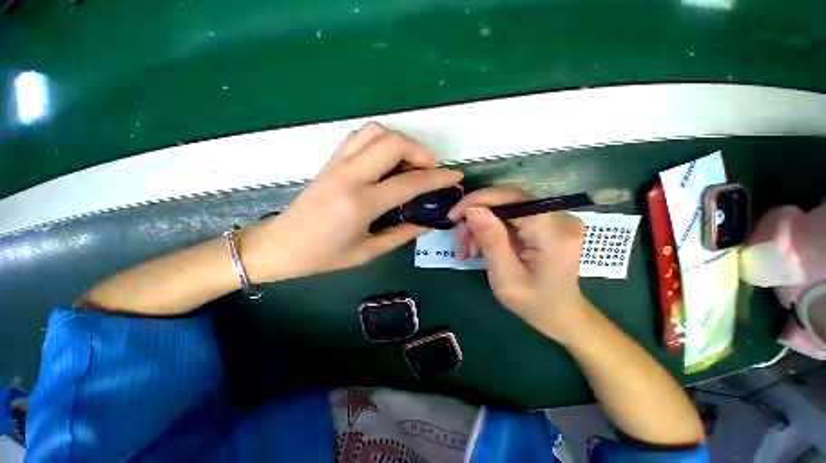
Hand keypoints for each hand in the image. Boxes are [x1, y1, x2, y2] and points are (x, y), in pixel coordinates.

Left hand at [242, 123, 463, 281]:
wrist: (280, 245)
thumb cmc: (324, 255)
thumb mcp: (367, 252)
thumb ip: (401, 234)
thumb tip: (426, 222)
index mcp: (360, 203)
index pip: (409, 183)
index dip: (437, 178)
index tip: (455, 176)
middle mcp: (349, 176)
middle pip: (393, 143)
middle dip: (420, 152)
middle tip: (428, 170)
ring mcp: (337, 163)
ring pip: (376, 132)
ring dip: (400, 142)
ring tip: (408, 164)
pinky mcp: (330, 160)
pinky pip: (359, 137)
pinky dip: (380, 141)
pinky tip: (385, 161)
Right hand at [448, 185, 590, 341]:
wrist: (559, 313)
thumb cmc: (534, 303)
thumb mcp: (506, 278)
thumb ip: (491, 241)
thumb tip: (473, 209)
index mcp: (553, 232)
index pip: (512, 197)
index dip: (478, 200)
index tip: (454, 216)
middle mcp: (559, 217)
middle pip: (507, 200)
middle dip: (477, 216)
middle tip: (460, 239)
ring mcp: (554, 218)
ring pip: (505, 207)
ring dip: (481, 225)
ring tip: (468, 249)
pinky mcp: (545, 222)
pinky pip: (510, 216)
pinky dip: (491, 229)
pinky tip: (480, 247)